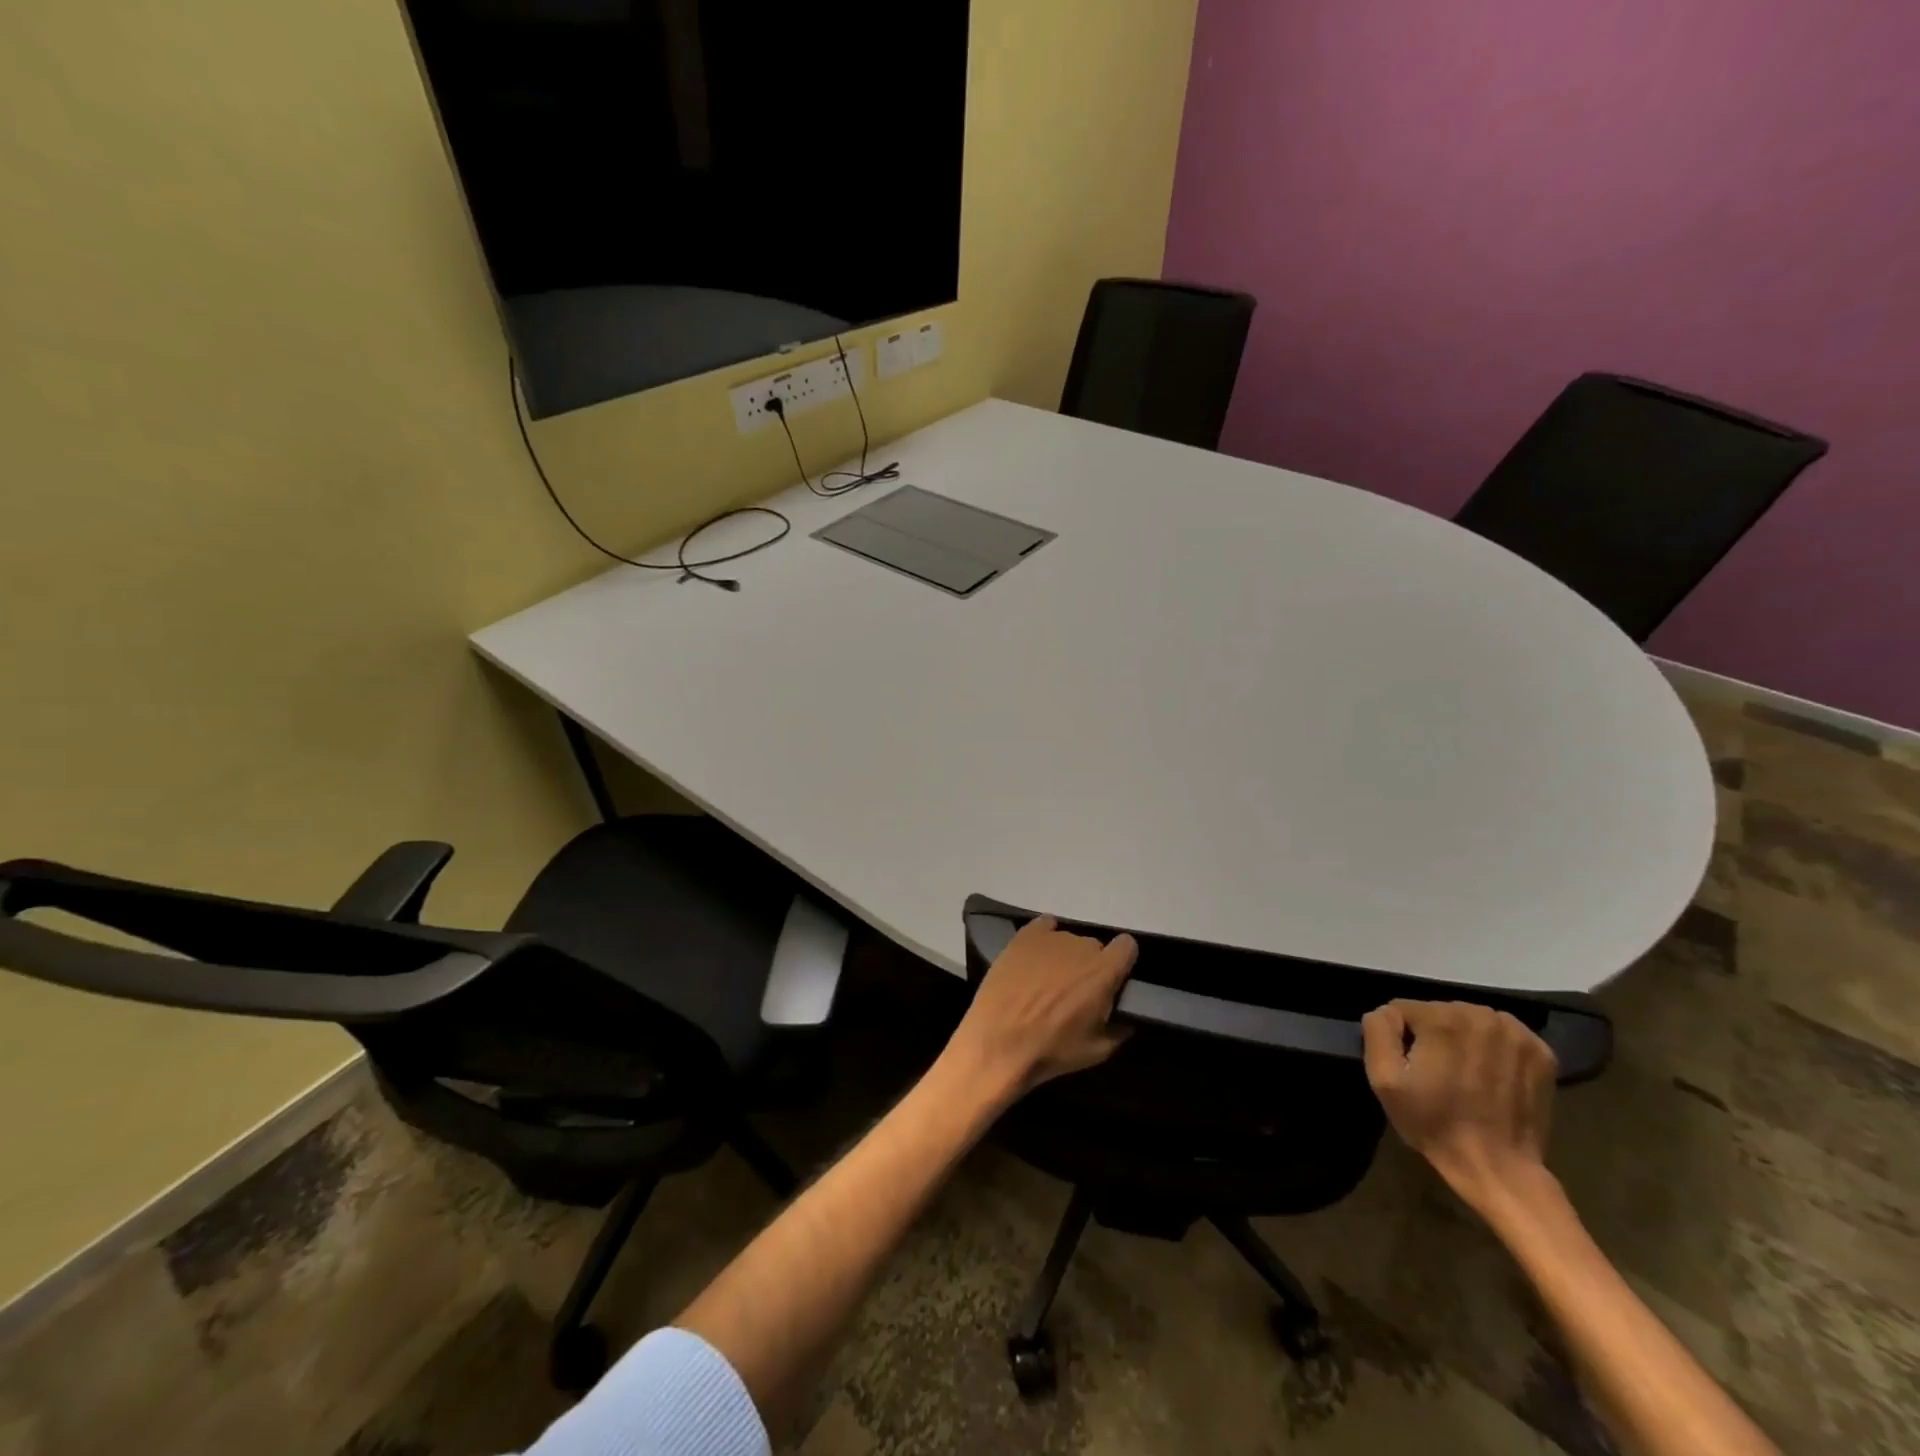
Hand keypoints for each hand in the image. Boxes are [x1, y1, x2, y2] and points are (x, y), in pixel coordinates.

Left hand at [946, 916, 1136, 1095]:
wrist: (999, 1042)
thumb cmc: (1051, 1049)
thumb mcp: (1097, 1051)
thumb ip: (1120, 1029)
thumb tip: (1126, 1019)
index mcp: (1103, 971)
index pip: (1127, 946)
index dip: (1121, 961)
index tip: (1113, 978)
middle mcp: (1080, 946)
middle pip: (1095, 946)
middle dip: (1090, 965)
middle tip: (1076, 989)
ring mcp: (1050, 938)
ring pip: (1068, 939)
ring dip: (1065, 956)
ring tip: (1047, 979)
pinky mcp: (1023, 937)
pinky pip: (1044, 926)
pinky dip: (1044, 937)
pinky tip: (1036, 955)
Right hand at [1362, 1000, 1558, 1215]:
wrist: (1498, 1168)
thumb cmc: (1434, 1123)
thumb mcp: (1384, 1079)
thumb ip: (1378, 1031)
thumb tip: (1387, 1012)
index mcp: (1443, 1019)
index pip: (1404, 1009)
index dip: (1401, 1038)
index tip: (1413, 1068)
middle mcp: (1482, 1015)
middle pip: (1440, 1012)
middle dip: (1435, 1036)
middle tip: (1438, 1074)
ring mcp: (1518, 1034)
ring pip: (1471, 1020)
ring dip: (1464, 1040)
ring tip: (1465, 1075)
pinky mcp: (1542, 1052)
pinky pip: (1503, 1034)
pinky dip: (1494, 1048)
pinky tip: (1492, 1075)